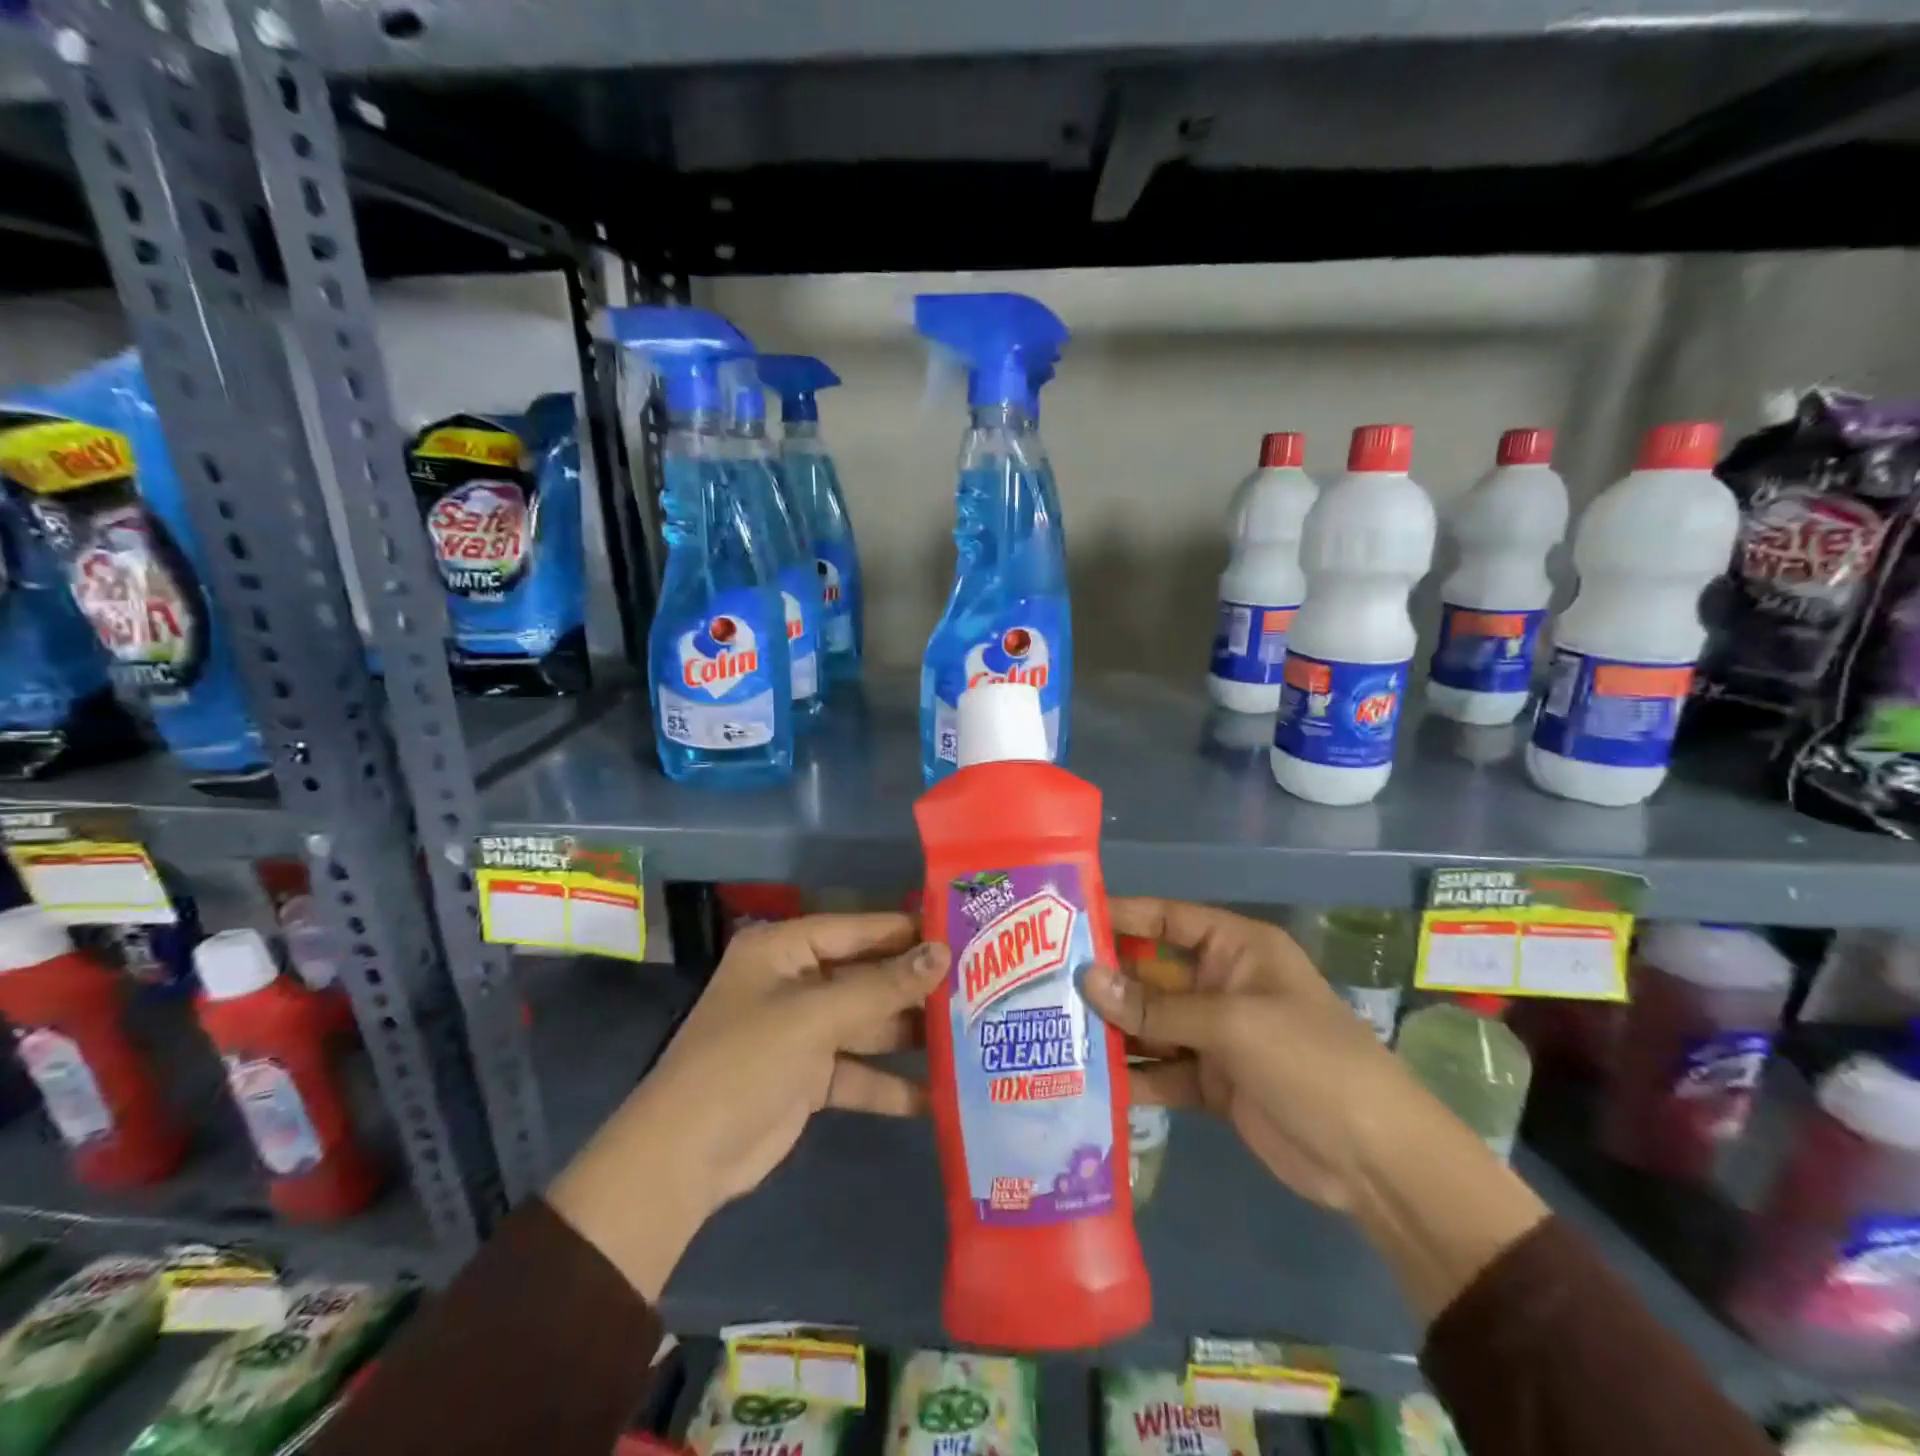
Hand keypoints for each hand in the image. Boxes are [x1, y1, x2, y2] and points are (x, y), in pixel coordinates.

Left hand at [549, 913, 948, 1298]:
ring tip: (970, 1033)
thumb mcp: (815, 1016)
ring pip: (867, 1025)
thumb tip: (942, 953)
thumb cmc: (746, 1061)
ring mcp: (802, 1032)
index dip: (904, 930)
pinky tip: (939, 1095)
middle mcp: (794, 983)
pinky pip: (859, 1072)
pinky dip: (890, 1085)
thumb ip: (881, 986)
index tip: (959, 930)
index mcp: (783, 950)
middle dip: (914, 986)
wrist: (685, 1158)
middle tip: (977, 984)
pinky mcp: (809, 1078)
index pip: (855, 928)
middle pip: (865, 977)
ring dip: (909, 1034)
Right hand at [1086, 898, 1547, 1320]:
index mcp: (1235, 949)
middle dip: (1103, 981)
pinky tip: (1087, 1082)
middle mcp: (1219, 984)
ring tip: (1050, 1032)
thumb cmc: (1309, 1061)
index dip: (1119, 915)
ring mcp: (1214, 1035)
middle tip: (1039, 984)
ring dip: (1110, 1030)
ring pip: (1149, 1024)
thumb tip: (1086, 979)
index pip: (1166, 919)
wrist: (1374, 1161)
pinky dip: (1131, 1076)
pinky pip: (1160, 1069)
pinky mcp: (1211, 1082)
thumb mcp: (1231, 1024)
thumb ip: (1156, 1006)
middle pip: (1149, 973)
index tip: (1064, 920)